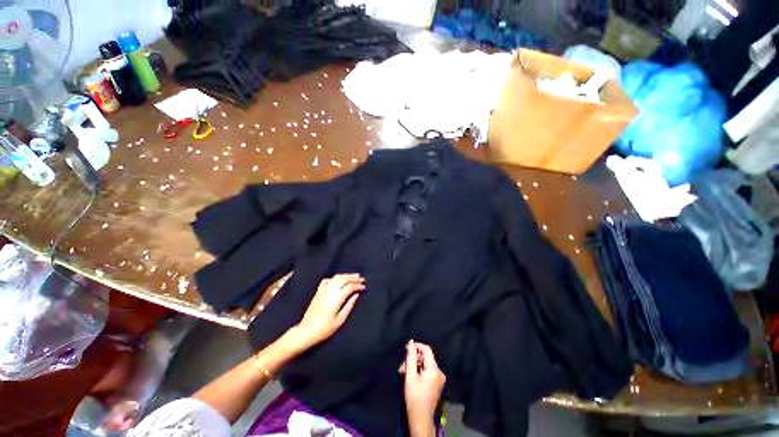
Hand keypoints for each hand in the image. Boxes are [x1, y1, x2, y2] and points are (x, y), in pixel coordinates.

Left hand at [292, 274, 364, 349]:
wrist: (305, 332)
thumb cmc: (324, 329)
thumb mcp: (340, 320)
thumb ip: (349, 306)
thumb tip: (356, 295)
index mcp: (336, 298)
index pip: (349, 287)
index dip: (358, 285)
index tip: (364, 287)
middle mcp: (329, 291)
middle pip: (343, 279)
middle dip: (353, 278)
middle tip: (362, 279)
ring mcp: (323, 290)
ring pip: (336, 278)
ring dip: (346, 275)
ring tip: (354, 276)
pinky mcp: (318, 292)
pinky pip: (327, 280)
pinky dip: (335, 278)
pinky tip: (339, 280)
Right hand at [401, 341, 445, 436]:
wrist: (420, 418)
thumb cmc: (414, 397)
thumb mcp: (410, 375)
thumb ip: (411, 357)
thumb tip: (411, 342)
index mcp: (434, 369)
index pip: (427, 350)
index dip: (417, 346)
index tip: (407, 348)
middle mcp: (439, 372)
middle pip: (425, 358)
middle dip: (413, 359)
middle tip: (402, 366)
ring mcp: (439, 379)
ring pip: (425, 365)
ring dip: (414, 366)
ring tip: (403, 372)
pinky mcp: (436, 384)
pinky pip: (427, 371)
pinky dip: (418, 371)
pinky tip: (410, 376)